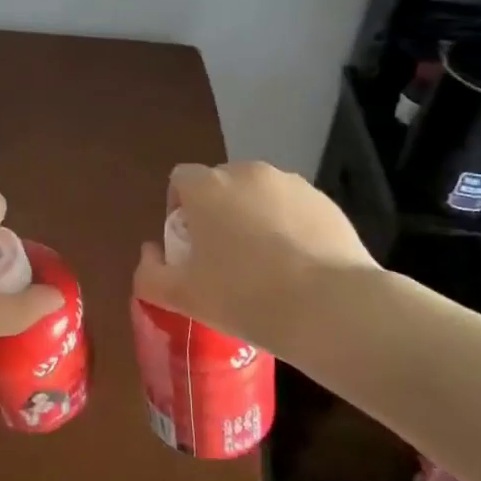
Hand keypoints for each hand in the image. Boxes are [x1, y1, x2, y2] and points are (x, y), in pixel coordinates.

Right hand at [133, 161, 378, 355]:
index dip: (179, 210)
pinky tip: (298, 267)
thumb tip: (149, 255)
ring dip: (254, 218)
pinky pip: (294, 209)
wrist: (330, 308)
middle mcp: (247, 173)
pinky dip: (290, 228)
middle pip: (221, 185)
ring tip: (266, 265)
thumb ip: (150, 273)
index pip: (180, 180)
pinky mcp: (326, 202)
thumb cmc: (245, 297)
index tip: (189, 247)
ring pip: (260, 196)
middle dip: (218, 213)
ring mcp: (291, 184)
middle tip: (224, 260)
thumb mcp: (183, 297)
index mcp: (207, 187)